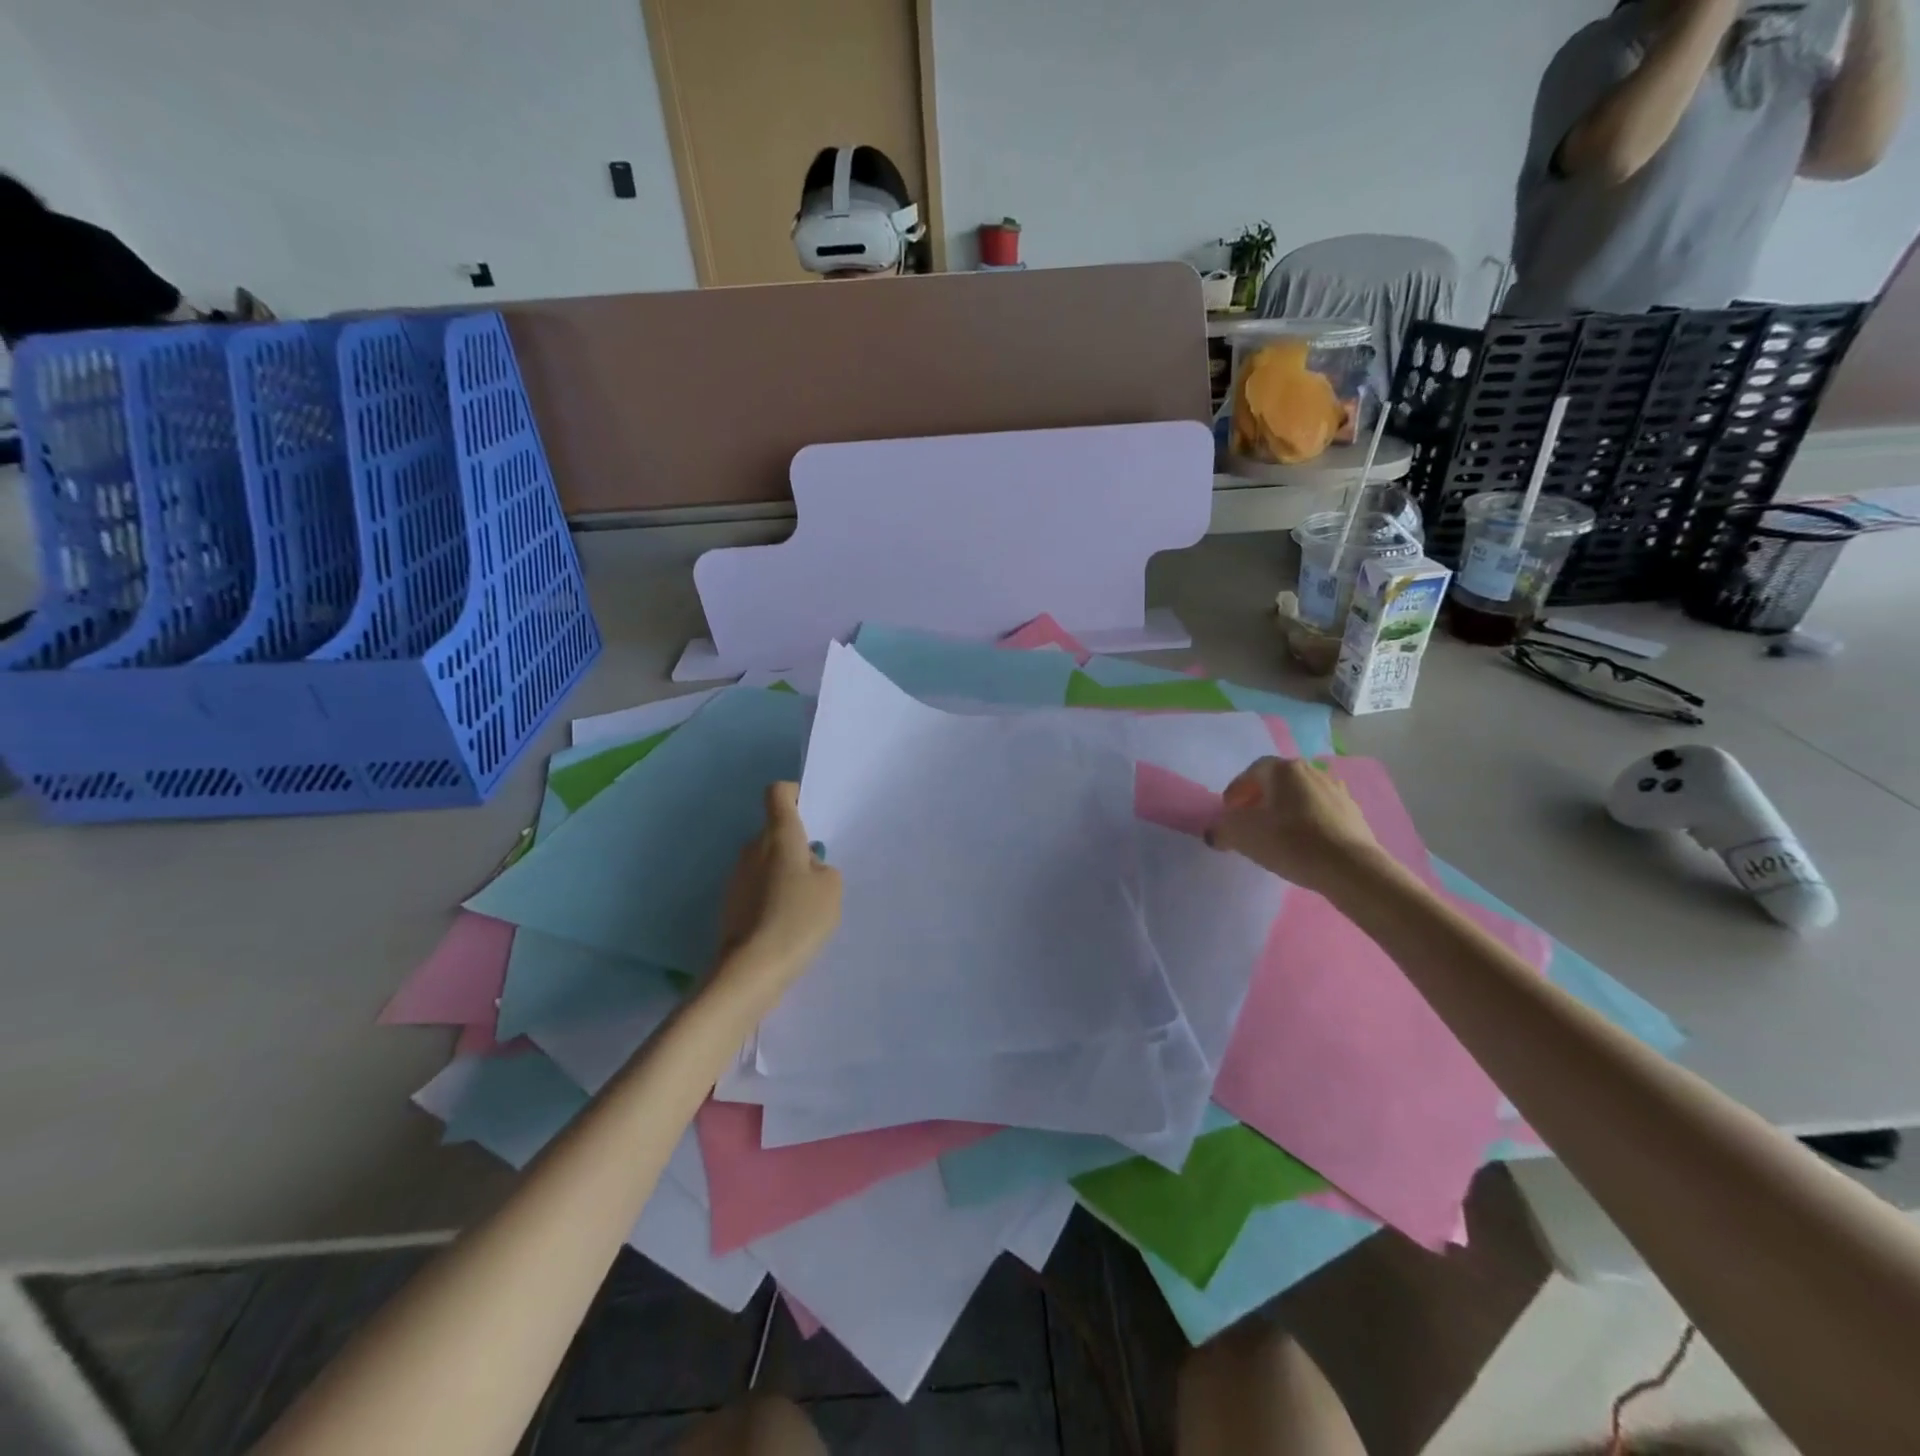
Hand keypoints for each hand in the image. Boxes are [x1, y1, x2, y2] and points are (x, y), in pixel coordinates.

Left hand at [714, 783, 842, 1007]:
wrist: (752, 969)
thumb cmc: (798, 917)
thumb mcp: (832, 888)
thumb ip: (823, 867)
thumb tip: (806, 866)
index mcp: (779, 835)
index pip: (779, 794)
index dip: (796, 796)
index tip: (812, 814)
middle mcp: (752, 848)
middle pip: (775, 832)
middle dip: (796, 846)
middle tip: (819, 872)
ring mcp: (737, 876)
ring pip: (767, 862)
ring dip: (784, 874)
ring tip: (805, 904)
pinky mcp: (731, 904)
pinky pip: (758, 887)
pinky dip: (772, 896)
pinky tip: (788, 922)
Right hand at [1207, 758, 1385, 895]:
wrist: (1350, 868)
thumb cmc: (1290, 842)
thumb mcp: (1242, 836)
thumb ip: (1221, 830)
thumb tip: (1215, 832)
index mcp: (1283, 769)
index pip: (1252, 771)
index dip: (1236, 790)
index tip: (1229, 811)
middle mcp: (1311, 771)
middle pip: (1277, 781)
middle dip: (1260, 797)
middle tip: (1249, 820)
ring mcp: (1336, 790)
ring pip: (1300, 795)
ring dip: (1285, 808)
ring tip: (1276, 832)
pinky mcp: (1354, 813)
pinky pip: (1320, 811)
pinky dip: (1307, 820)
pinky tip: (1303, 841)